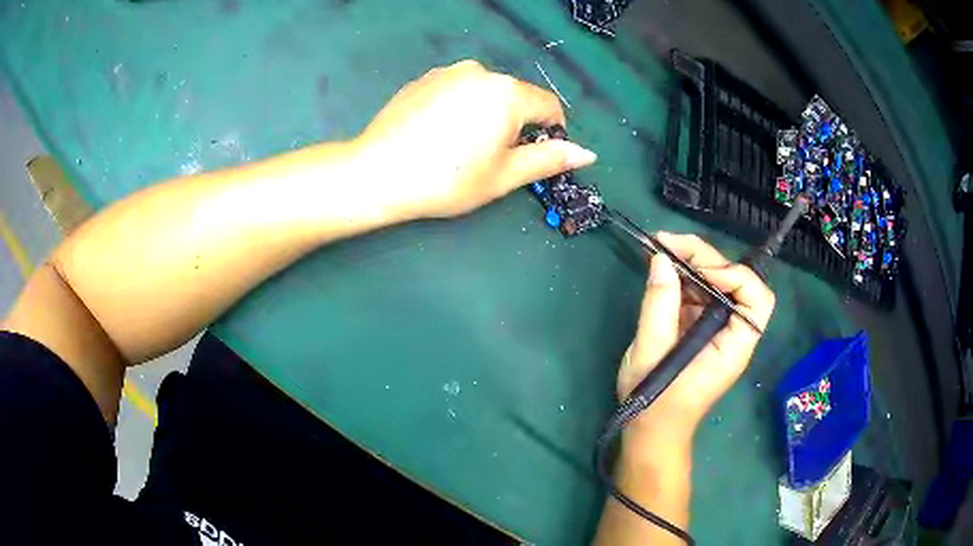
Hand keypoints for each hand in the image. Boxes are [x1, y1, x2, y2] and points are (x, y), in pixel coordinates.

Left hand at [352, 60, 596, 219]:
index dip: (552, 132)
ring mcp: (448, 71)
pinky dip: (460, 108)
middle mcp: (480, 71)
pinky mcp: (424, 78)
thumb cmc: (447, 179)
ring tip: (460, 147)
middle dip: (515, 124)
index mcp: (507, 92)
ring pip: (485, 92)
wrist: (377, 172)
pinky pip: (457, 90)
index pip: (549, 106)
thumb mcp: (504, 175)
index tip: (537, 154)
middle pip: (515, 97)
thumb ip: (548, 159)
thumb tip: (587, 153)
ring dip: (487, 115)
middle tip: (491, 158)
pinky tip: (438, 134)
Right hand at [616, 233, 775, 448]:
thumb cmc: (654, 404)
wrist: (651, 433)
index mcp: (733, 346)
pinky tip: (661, 269)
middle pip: (733, 281)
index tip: (699, 273)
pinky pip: (698, 294)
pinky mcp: (700, 328)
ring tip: (658, 249)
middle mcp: (732, 332)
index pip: (757, 298)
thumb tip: (661, 258)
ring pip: (715, 282)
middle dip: (704, 258)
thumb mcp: (649, 355)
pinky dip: (681, 278)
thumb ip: (658, 306)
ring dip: (690, 263)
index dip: (735, 276)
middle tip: (665, 243)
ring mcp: (716, 329)